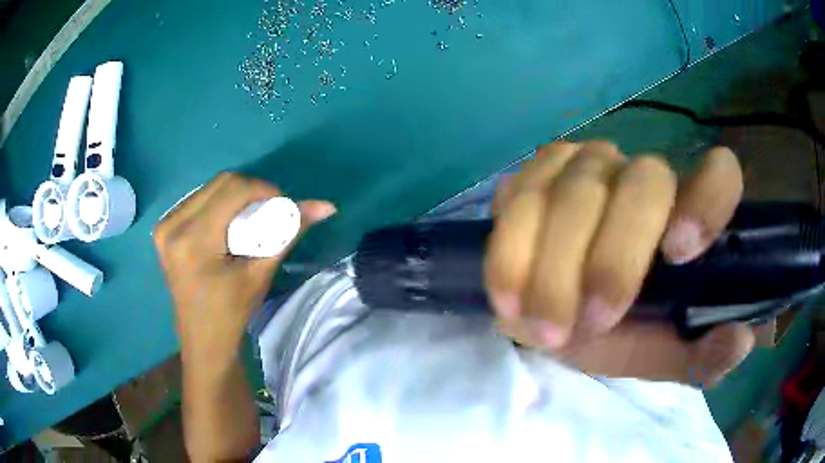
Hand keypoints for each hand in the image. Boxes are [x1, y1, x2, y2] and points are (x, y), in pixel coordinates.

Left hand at [153, 173, 335, 365]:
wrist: (203, 340)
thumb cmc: (231, 314)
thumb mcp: (260, 274)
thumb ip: (288, 233)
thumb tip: (325, 206)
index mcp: (194, 240)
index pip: (233, 190)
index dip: (264, 189)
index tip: (283, 205)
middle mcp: (173, 226)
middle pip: (220, 183)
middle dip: (251, 191)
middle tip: (268, 212)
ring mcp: (164, 226)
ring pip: (209, 188)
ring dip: (235, 197)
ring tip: (249, 220)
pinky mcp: (163, 229)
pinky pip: (197, 199)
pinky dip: (219, 204)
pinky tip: (227, 224)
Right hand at [485, 142, 754, 386]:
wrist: (552, 312)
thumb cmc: (618, 331)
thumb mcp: (659, 353)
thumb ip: (699, 355)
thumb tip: (741, 340)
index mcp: (687, 213)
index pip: (718, 174)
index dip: (707, 199)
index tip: (679, 253)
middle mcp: (642, 173)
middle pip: (642, 183)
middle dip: (614, 260)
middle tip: (591, 325)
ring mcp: (584, 165)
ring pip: (573, 195)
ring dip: (554, 272)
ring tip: (543, 330)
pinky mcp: (533, 174)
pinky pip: (518, 202)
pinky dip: (510, 257)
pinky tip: (510, 300)